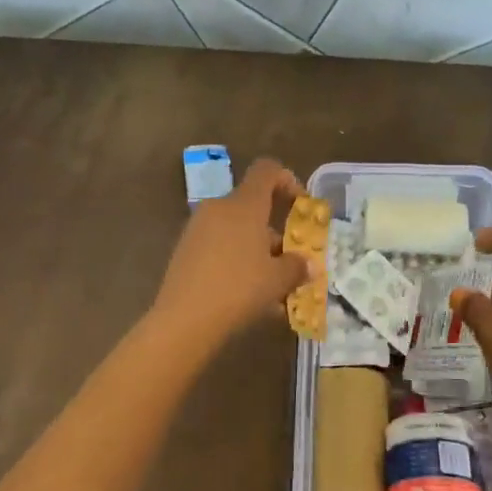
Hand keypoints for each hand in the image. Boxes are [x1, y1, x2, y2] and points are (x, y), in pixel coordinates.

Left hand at [152, 158, 308, 345]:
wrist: (183, 320)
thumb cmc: (238, 289)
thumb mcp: (277, 280)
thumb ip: (297, 267)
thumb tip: (308, 264)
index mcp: (244, 204)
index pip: (267, 170)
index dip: (287, 180)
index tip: (301, 206)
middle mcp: (218, 208)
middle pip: (253, 207)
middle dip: (275, 233)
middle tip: (290, 262)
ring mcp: (198, 229)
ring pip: (237, 232)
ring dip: (258, 253)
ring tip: (274, 290)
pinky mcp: (185, 251)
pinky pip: (220, 249)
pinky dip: (238, 264)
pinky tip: (250, 298)